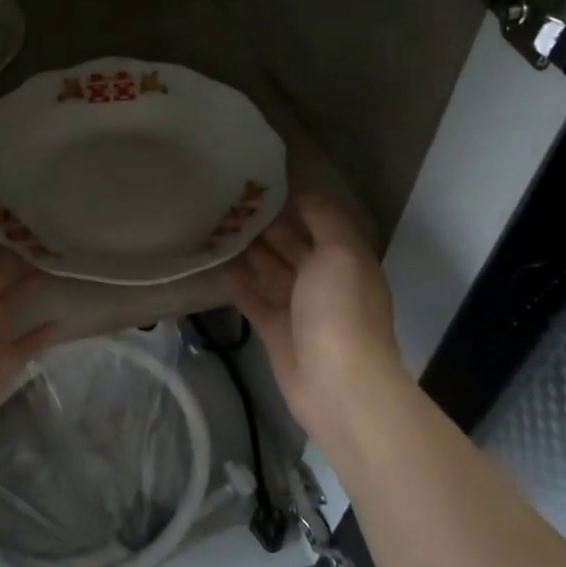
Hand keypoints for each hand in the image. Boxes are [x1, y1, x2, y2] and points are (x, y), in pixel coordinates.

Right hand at [227, 194, 407, 449]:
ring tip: (219, 229)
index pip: (319, 223)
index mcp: (345, 260)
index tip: (260, 184)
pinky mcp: (276, 332)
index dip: (294, 203)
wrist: (336, 383)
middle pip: (293, 246)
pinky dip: (241, 286)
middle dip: (267, 226)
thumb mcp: (341, 252)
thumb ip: (324, 219)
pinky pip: (255, 302)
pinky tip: (220, 267)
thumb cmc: (340, 310)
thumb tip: (303, 193)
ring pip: (272, 272)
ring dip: (251, 253)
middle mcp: (324, 281)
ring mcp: (299, 308)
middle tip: (230, 204)